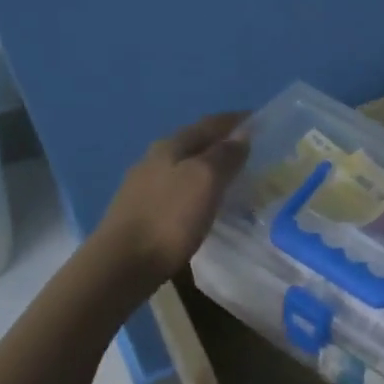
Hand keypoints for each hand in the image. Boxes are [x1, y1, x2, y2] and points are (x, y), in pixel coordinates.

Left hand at [93, 112, 248, 289]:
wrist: (123, 263)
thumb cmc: (169, 218)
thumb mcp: (205, 181)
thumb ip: (225, 156)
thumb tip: (242, 135)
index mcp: (171, 146)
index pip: (209, 123)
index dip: (235, 120)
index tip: (260, 120)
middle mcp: (154, 159)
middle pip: (194, 142)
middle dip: (221, 142)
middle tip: (250, 151)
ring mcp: (144, 185)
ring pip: (183, 166)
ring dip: (208, 166)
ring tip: (231, 178)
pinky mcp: (141, 211)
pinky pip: (176, 189)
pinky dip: (196, 188)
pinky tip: (204, 203)